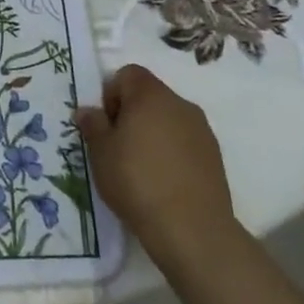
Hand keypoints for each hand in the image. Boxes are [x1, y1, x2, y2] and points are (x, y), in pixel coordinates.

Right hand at [73, 65, 241, 276]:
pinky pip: (185, 141)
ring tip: (140, 168)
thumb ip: (93, 125)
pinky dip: (171, 152)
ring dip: (152, 133)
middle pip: (149, 95)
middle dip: (131, 114)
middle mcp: (180, 104)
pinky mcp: (215, 156)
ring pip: (168, 119)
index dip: (111, 93)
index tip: (106, 124)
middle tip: (117, 146)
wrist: (192, 229)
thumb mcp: (100, 152)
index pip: (127, 74)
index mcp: (150, 95)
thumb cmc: (137, 181)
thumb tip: (88, 110)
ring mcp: (202, 130)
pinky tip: (163, 181)